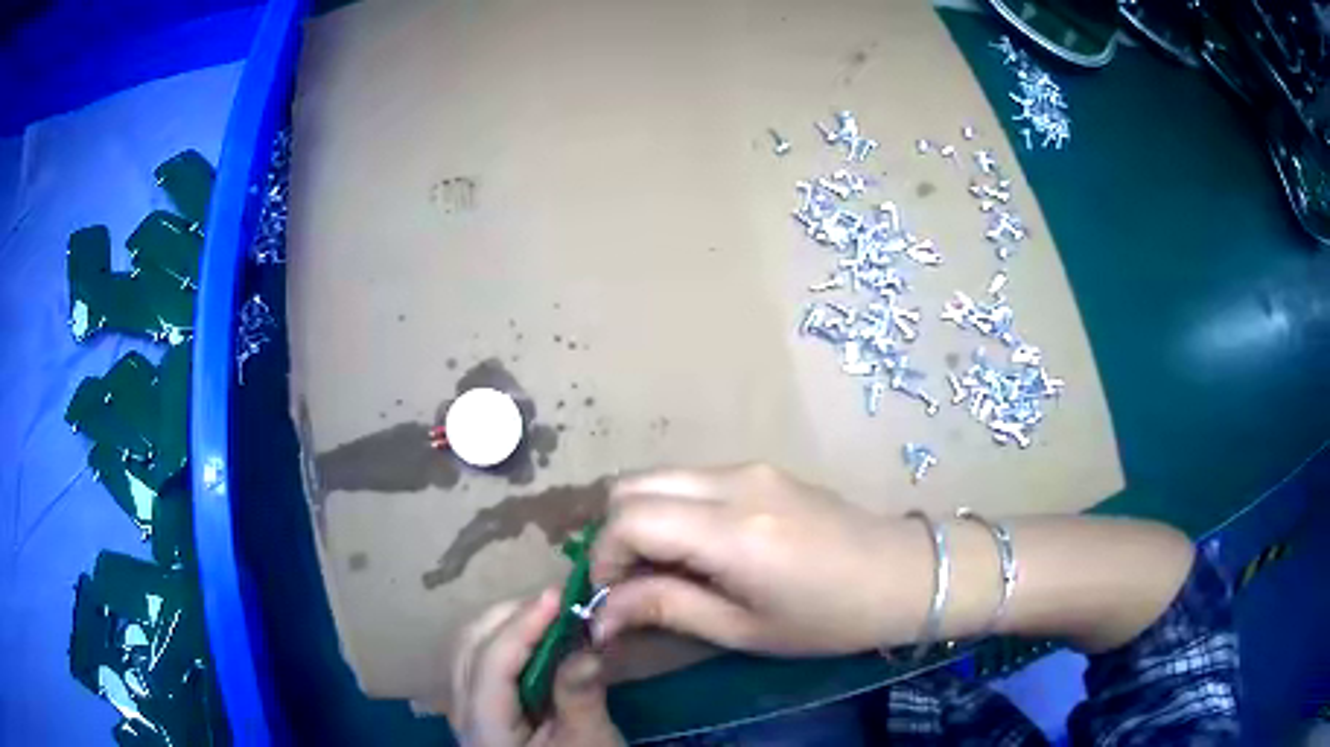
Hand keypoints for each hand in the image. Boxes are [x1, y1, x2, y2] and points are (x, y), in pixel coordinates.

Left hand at [451, 591, 623, 746]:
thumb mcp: (588, 743)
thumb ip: (580, 694)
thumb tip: (589, 642)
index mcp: (483, 726)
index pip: (491, 661)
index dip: (523, 624)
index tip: (559, 594)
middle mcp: (460, 713)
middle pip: (469, 647)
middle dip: (510, 617)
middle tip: (558, 603)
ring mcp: (463, 711)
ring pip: (467, 651)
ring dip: (504, 626)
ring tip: (548, 617)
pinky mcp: (477, 711)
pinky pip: (477, 664)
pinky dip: (503, 643)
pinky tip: (534, 643)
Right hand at [590, 464, 931, 654]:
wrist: (903, 573)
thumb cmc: (829, 618)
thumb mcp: (744, 629)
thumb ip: (666, 609)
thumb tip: (600, 613)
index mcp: (732, 531)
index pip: (628, 519)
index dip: (603, 558)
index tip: (613, 598)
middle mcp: (733, 482)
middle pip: (630, 485)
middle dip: (614, 534)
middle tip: (633, 582)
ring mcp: (748, 467)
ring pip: (658, 476)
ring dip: (643, 520)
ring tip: (666, 569)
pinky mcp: (761, 468)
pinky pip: (691, 479)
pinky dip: (672, 509)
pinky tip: (699, 549)